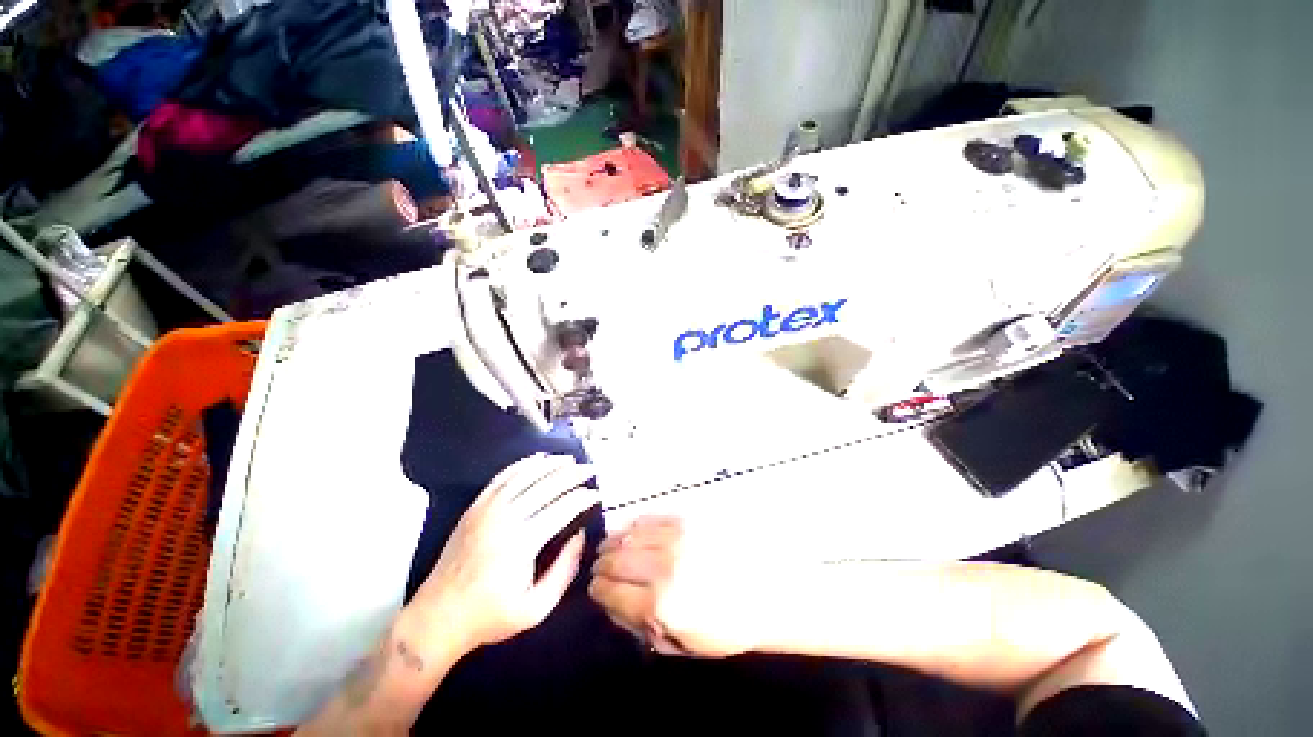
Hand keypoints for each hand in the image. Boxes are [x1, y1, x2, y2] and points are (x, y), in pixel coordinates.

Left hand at [409, 454, 597, 652]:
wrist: (438, 617)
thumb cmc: (490, 616)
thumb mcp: (536, 608)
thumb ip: (564, 571)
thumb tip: (580, 535)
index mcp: (523, 542)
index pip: (562, 507)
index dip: (583, 497)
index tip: (597, 494)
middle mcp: (506, 517)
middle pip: (547, 484)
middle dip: (573, 474)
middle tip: (591, 469)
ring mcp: (488, 509)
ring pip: (525, 474)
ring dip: (551, 463)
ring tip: (570, 459)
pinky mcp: (475, 507)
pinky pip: (503, 476)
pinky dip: (523, 464)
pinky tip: (539, 458)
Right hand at [588, 517, 765, 657]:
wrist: (766, 588)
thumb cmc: (725, 626)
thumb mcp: (682, 645)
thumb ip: (642, 627)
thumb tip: (611, 605)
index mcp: (661, 605)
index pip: (610, 592)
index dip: (597, 590)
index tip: (595, 589)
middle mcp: (663, 567)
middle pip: (615, 560)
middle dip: (600, 565)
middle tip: (599, 568)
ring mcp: (675, 538)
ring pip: (628, 535)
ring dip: (612, 542)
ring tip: (608, 547)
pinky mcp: (686, 519)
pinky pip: (649, 518)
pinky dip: (633, 525)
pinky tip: (630, 531)